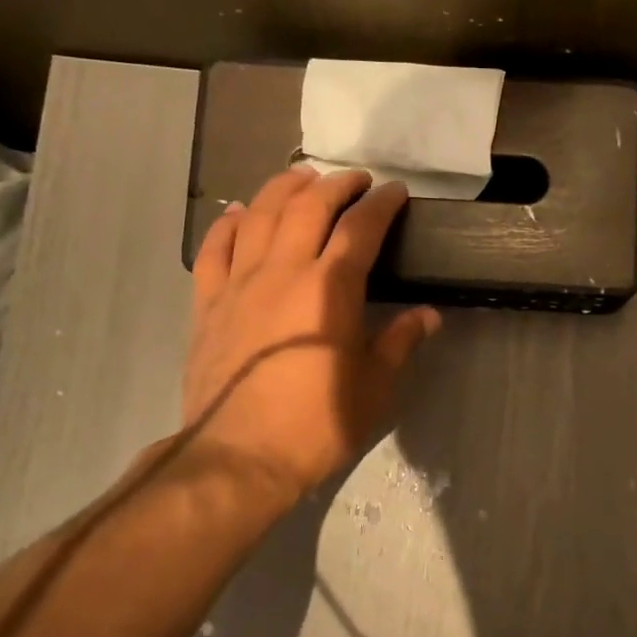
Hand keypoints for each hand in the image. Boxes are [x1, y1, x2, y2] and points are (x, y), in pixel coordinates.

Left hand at [181, 166, 439, 501]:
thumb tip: (428, 316)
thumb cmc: (317, 424)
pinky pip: (213, 250)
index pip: (360, 228)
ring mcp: (239, 284)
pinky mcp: (208, 304)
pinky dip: (227, 225)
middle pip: (307, 206)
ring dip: (283, 189)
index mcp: (329, 288)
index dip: (381, 204)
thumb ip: (400, 342)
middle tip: (355, 181)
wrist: (239, 456)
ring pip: (259, 215)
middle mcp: (282, 271)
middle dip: (335, 185)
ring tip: (301, 179)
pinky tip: (238, 214)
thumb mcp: (374, 387)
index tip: (395, 192)